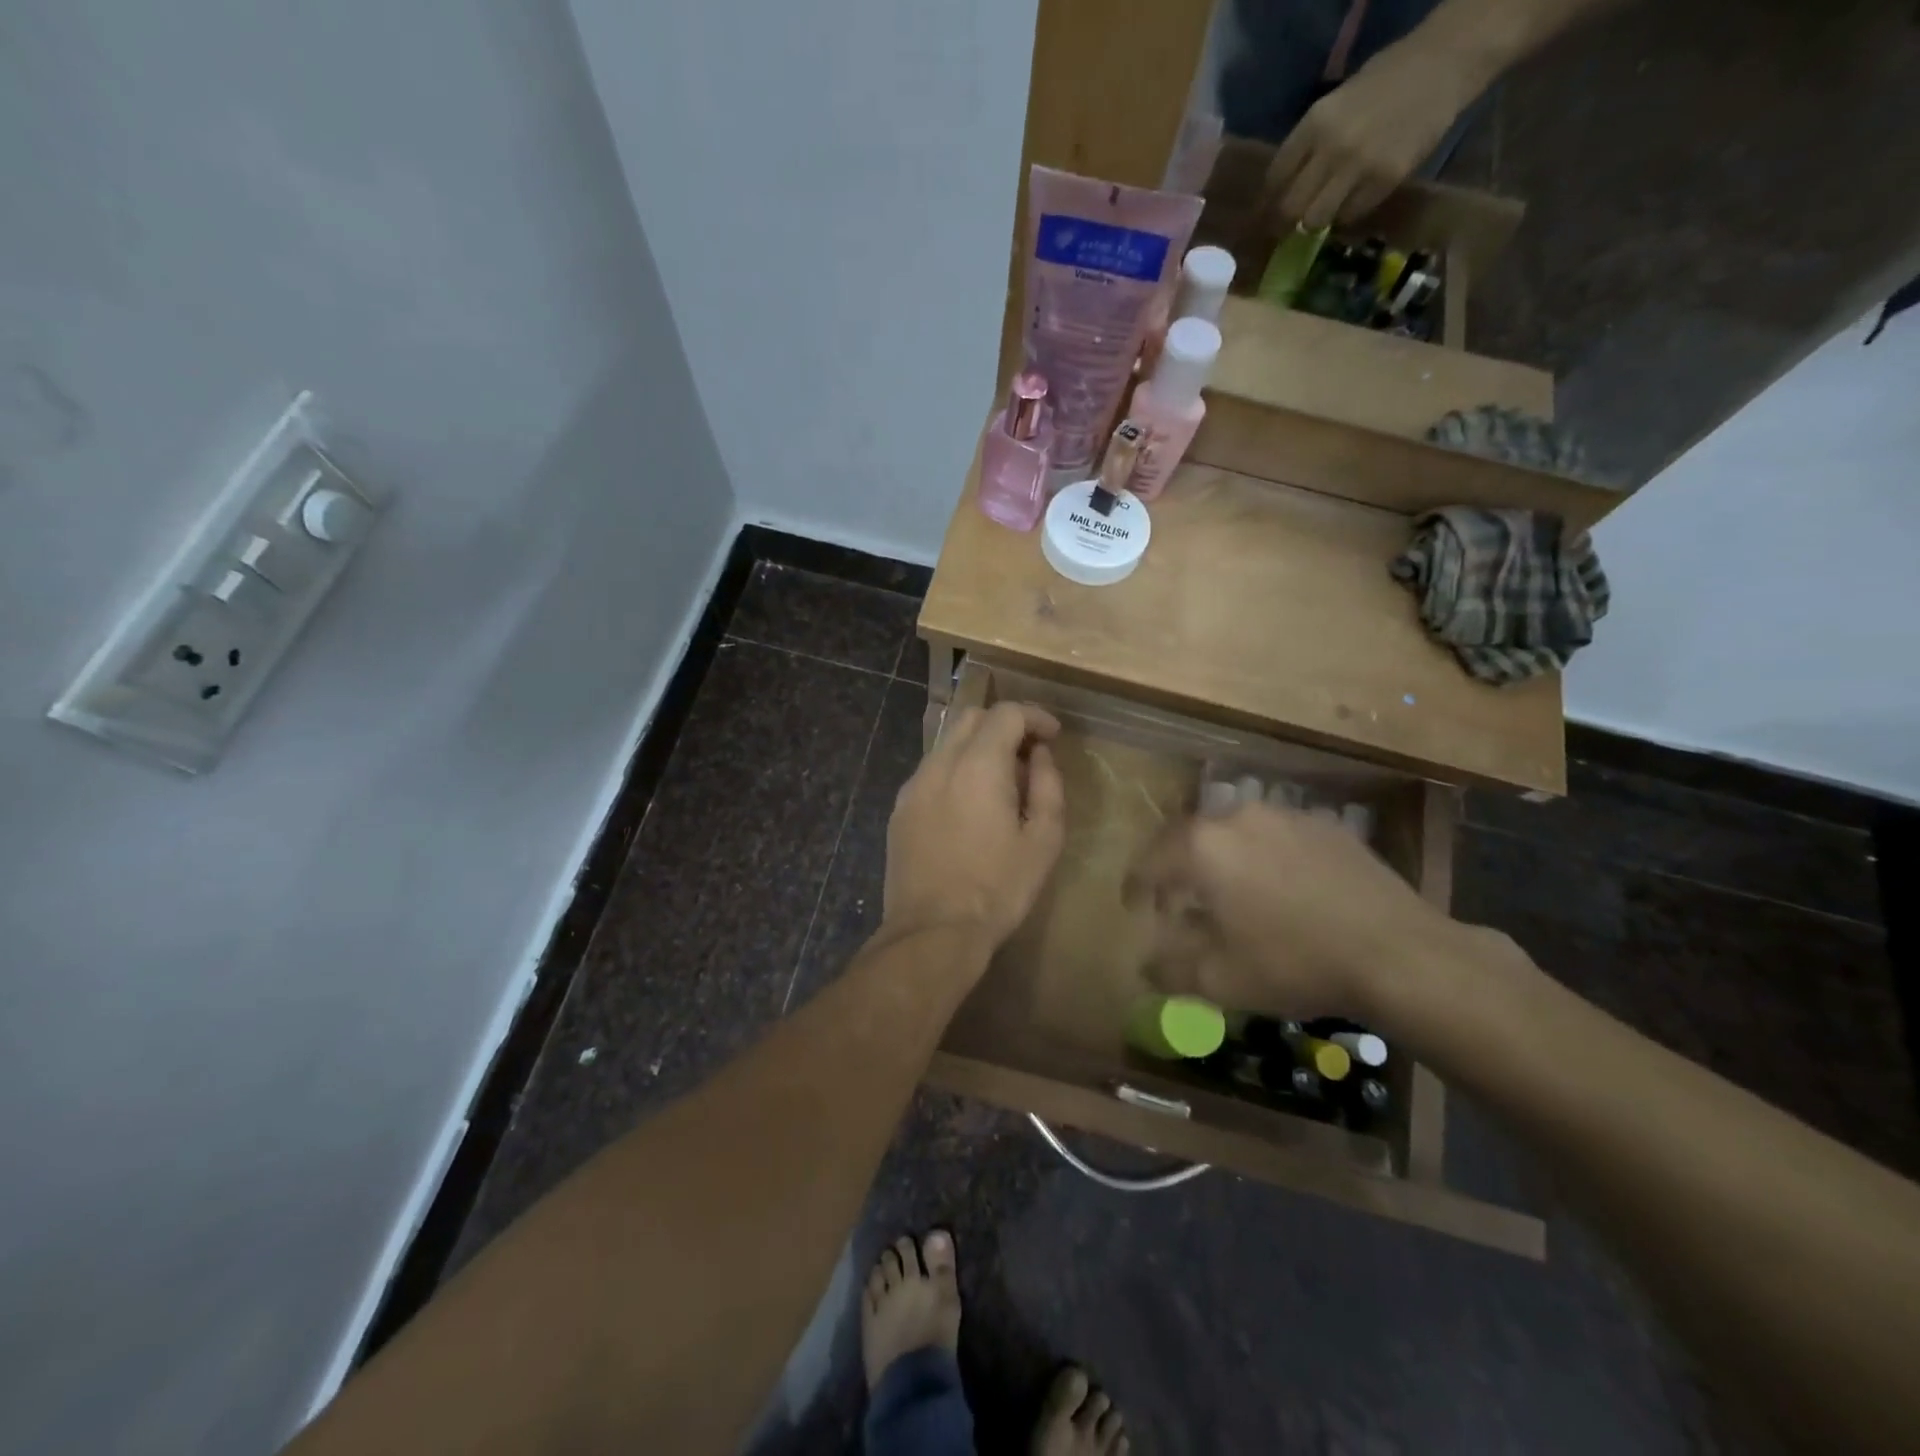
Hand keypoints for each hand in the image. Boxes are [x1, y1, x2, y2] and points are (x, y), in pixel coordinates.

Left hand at [881, 702, 1065, 950]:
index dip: (1035, 717)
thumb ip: (1048, 786)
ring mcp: (913, 786)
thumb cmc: (998, 888)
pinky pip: (931, 771)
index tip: (1053, 736)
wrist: (933, 932)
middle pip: (972, 718)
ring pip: (947, 743)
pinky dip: (956, 769)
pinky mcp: (899, 809)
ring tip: (1002, 782)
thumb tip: (1040, 755)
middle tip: (1030, 754)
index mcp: (978, 766)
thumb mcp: (1044, 840)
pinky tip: (970, 804)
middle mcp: (939, 764)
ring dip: (979, 747)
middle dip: (1005, 725)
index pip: (1006, 714)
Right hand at [1124, 802, 1457, 1019]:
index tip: (1134, 906)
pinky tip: (1280, 889)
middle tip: (1178, 901)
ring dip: (1221, 859)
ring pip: (1234, 833)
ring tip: (1230, 894)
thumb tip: (1144, 966)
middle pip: (1190, 839)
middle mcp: (1238, 817)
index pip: (1151, 860)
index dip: (1136, 885)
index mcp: (1203, 847)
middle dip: (1176, 868)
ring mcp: (1285, 815)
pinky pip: (1276, 836)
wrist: (1400, 953)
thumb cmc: (1295, 964)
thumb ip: (1170, 970)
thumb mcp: (1221, 980)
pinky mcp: (1325, 824)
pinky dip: (1263, 857)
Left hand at [1266, 39, 1482, 227]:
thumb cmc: (1386, 80)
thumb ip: (1310, 144)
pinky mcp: (1384, 180)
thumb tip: (1285, 187)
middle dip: (1286, 222)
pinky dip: (1346, 215)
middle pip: (1291, 208)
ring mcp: (1358, 166)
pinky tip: (1352, 201)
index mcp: (1314, 124)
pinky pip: (1350, 216)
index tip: (1266, 215)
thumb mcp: (1336, 104)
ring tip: (1321, 216)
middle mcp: (1331, 148)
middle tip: (1287, 229)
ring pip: (1316, 220)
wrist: (1444, 62)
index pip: (1275, 179)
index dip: (1268, 203)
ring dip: (1316, 222)